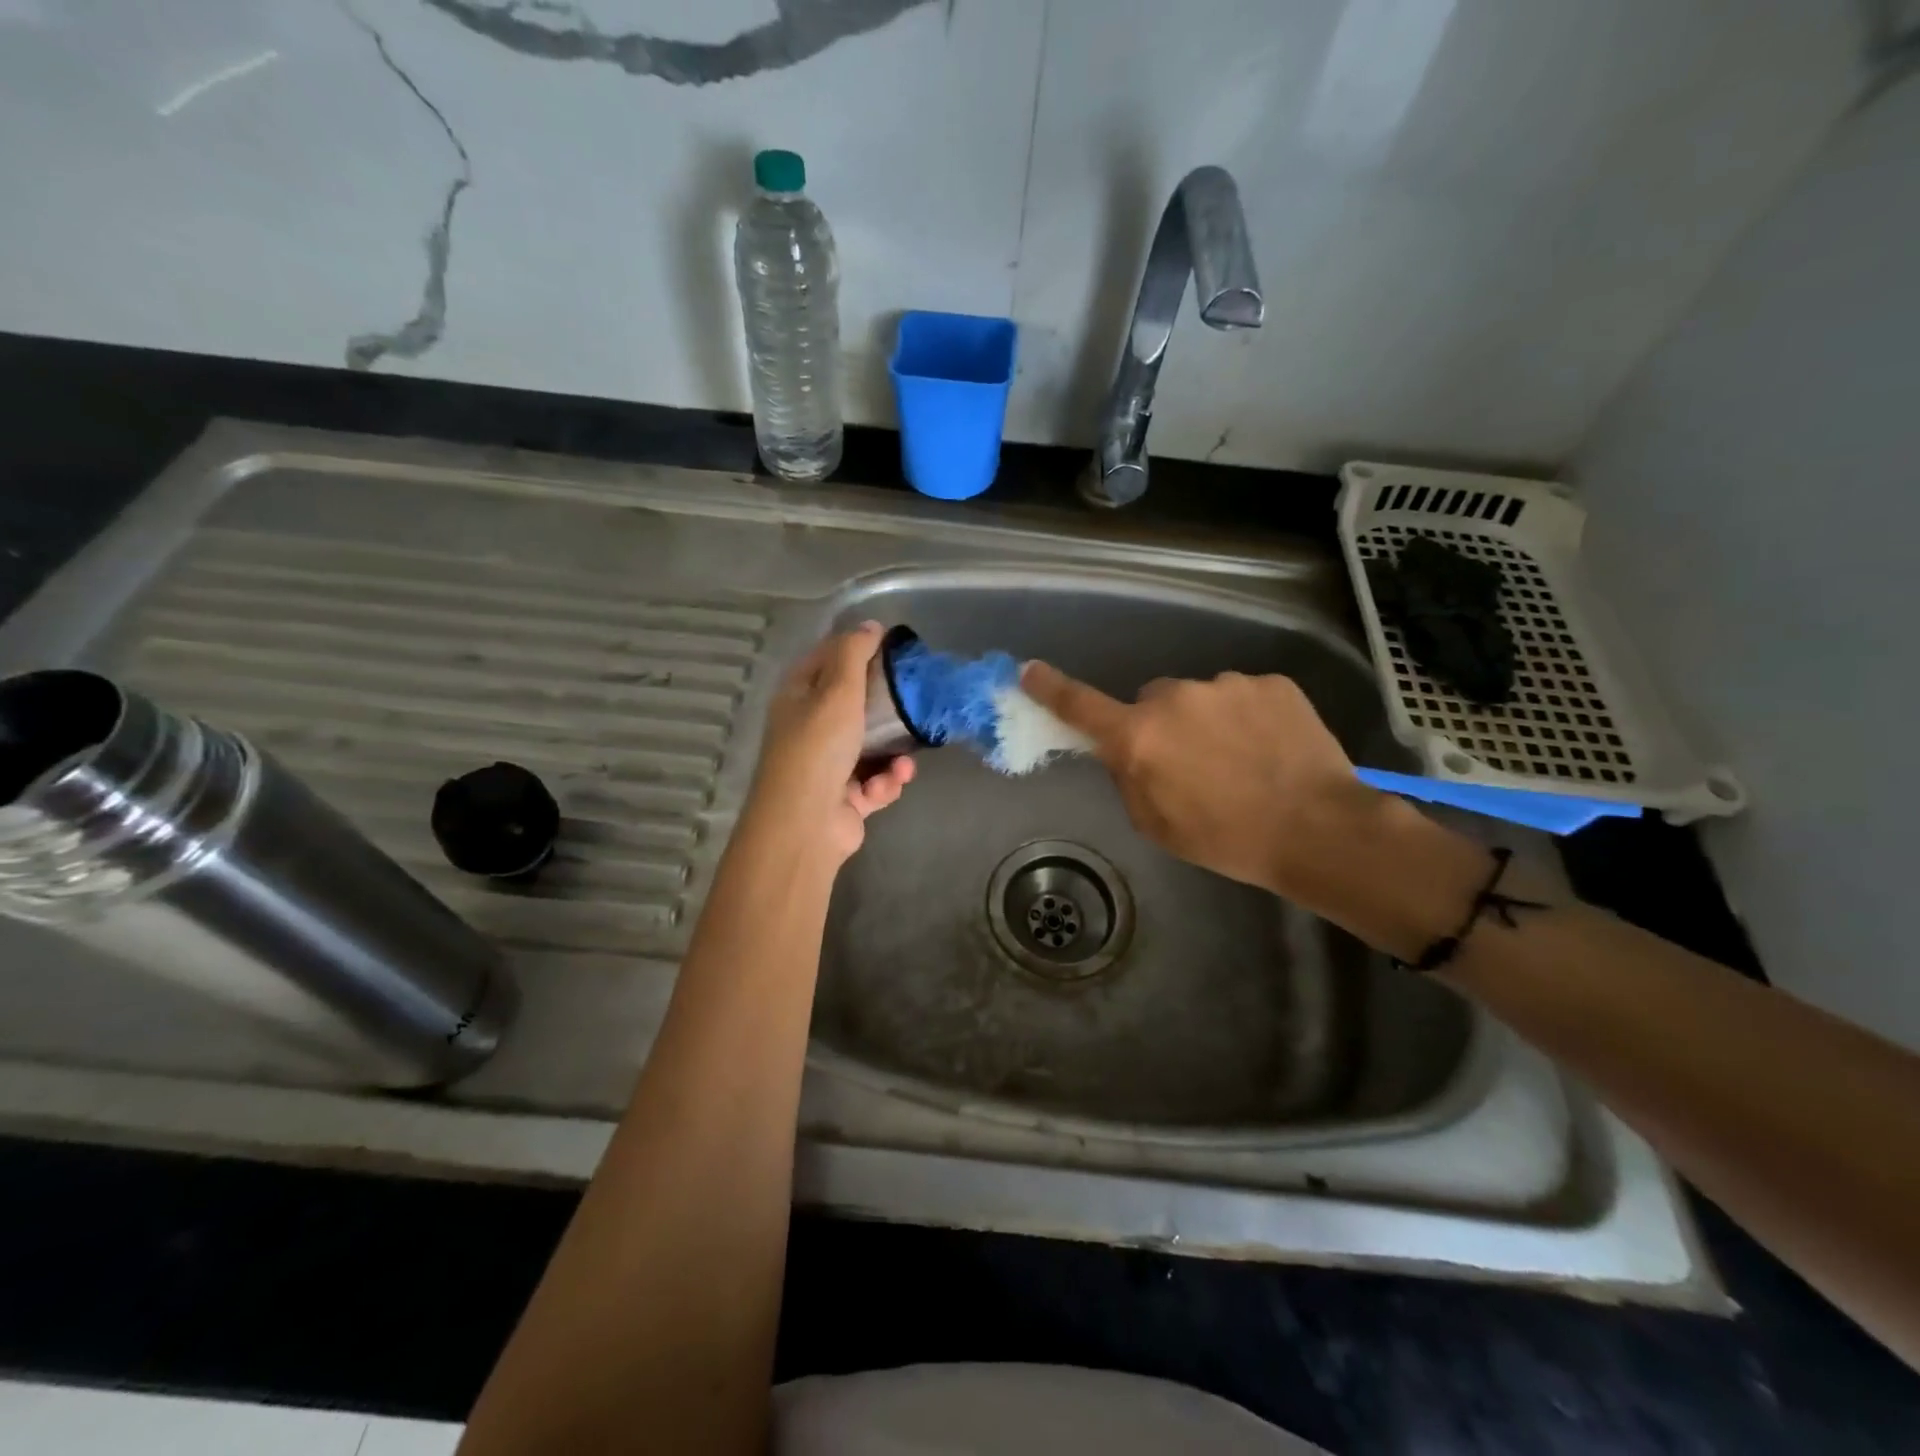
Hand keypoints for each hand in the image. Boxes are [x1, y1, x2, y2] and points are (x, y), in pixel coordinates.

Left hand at [747, 622, 914, 864]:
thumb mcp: (837, 691)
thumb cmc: (819, 748)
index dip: (858, 649)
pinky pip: (876, 780)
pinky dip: (886, 782)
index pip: (828, 658)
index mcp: (798, 696)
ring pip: (873, 746)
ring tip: (903, 764)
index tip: (894, 649)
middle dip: (887, 709)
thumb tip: (871, 625)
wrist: (806, 824)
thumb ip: (854, 653)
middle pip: (855, 704)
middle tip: (914, 703)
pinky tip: (888, 785)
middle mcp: (810, 727)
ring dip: (894, 754)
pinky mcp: (846, 797)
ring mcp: (828, 764)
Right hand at [1021, 663, 1389, 911]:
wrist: (1318, 829)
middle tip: (1190, 763)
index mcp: (1139, 737)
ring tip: (1242, 761)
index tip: (1028, 671)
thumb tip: (1123, 751)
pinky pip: (1242, 696)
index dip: (1050, 688)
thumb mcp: (1156, 824)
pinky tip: (1270, 749)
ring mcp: (1226, 685)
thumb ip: (1128, 778)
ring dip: (1207, 722)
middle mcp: (1175, 699)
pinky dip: (1248, 718)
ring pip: (1199, 698)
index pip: (1080, 706)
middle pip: (1151, 700)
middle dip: (1159, 724)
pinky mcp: (1270, 683)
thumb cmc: (1226, 838)